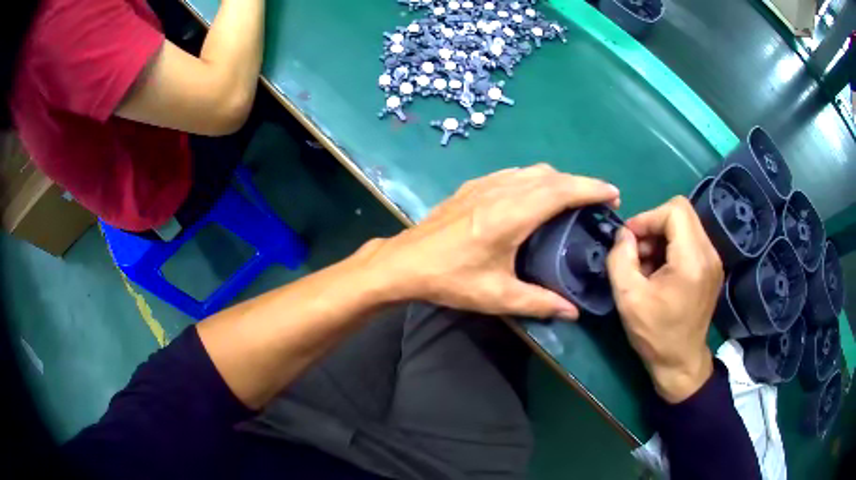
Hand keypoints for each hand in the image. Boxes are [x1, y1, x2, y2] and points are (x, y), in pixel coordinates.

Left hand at [356, 164, 619, 319]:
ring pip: (531, 171)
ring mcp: (484, 184)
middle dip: (579, 183)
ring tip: (572, 198)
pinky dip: (534, 179)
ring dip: (557, 179)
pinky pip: (512, 174)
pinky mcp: (471, 186)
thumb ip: (539, 303)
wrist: (404, 263)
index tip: (612, 193)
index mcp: (511, 214)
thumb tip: (572, 312)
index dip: (591, 188)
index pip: (562, 190)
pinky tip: (534, 195)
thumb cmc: (450, 279)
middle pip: (550, 176)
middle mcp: (501, 191)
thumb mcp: (497, 296)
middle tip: (597, 201)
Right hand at [606, 197, 722, 402]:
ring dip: (662, 236)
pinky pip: (691, 240)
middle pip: (682, 211)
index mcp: (692, 260)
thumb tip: (624, 235)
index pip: (674, 210)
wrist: (681, 362)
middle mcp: (709, 253)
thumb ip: (620, 259)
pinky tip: (660, 270)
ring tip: (646, 263)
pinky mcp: (712, 267)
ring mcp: (713, 260)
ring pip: (686, 224)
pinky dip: (672, 246)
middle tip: (637, 250)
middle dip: (654, 224)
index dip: (648, 217)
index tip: (630, 239)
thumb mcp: (628, 299)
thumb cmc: (655, 334)